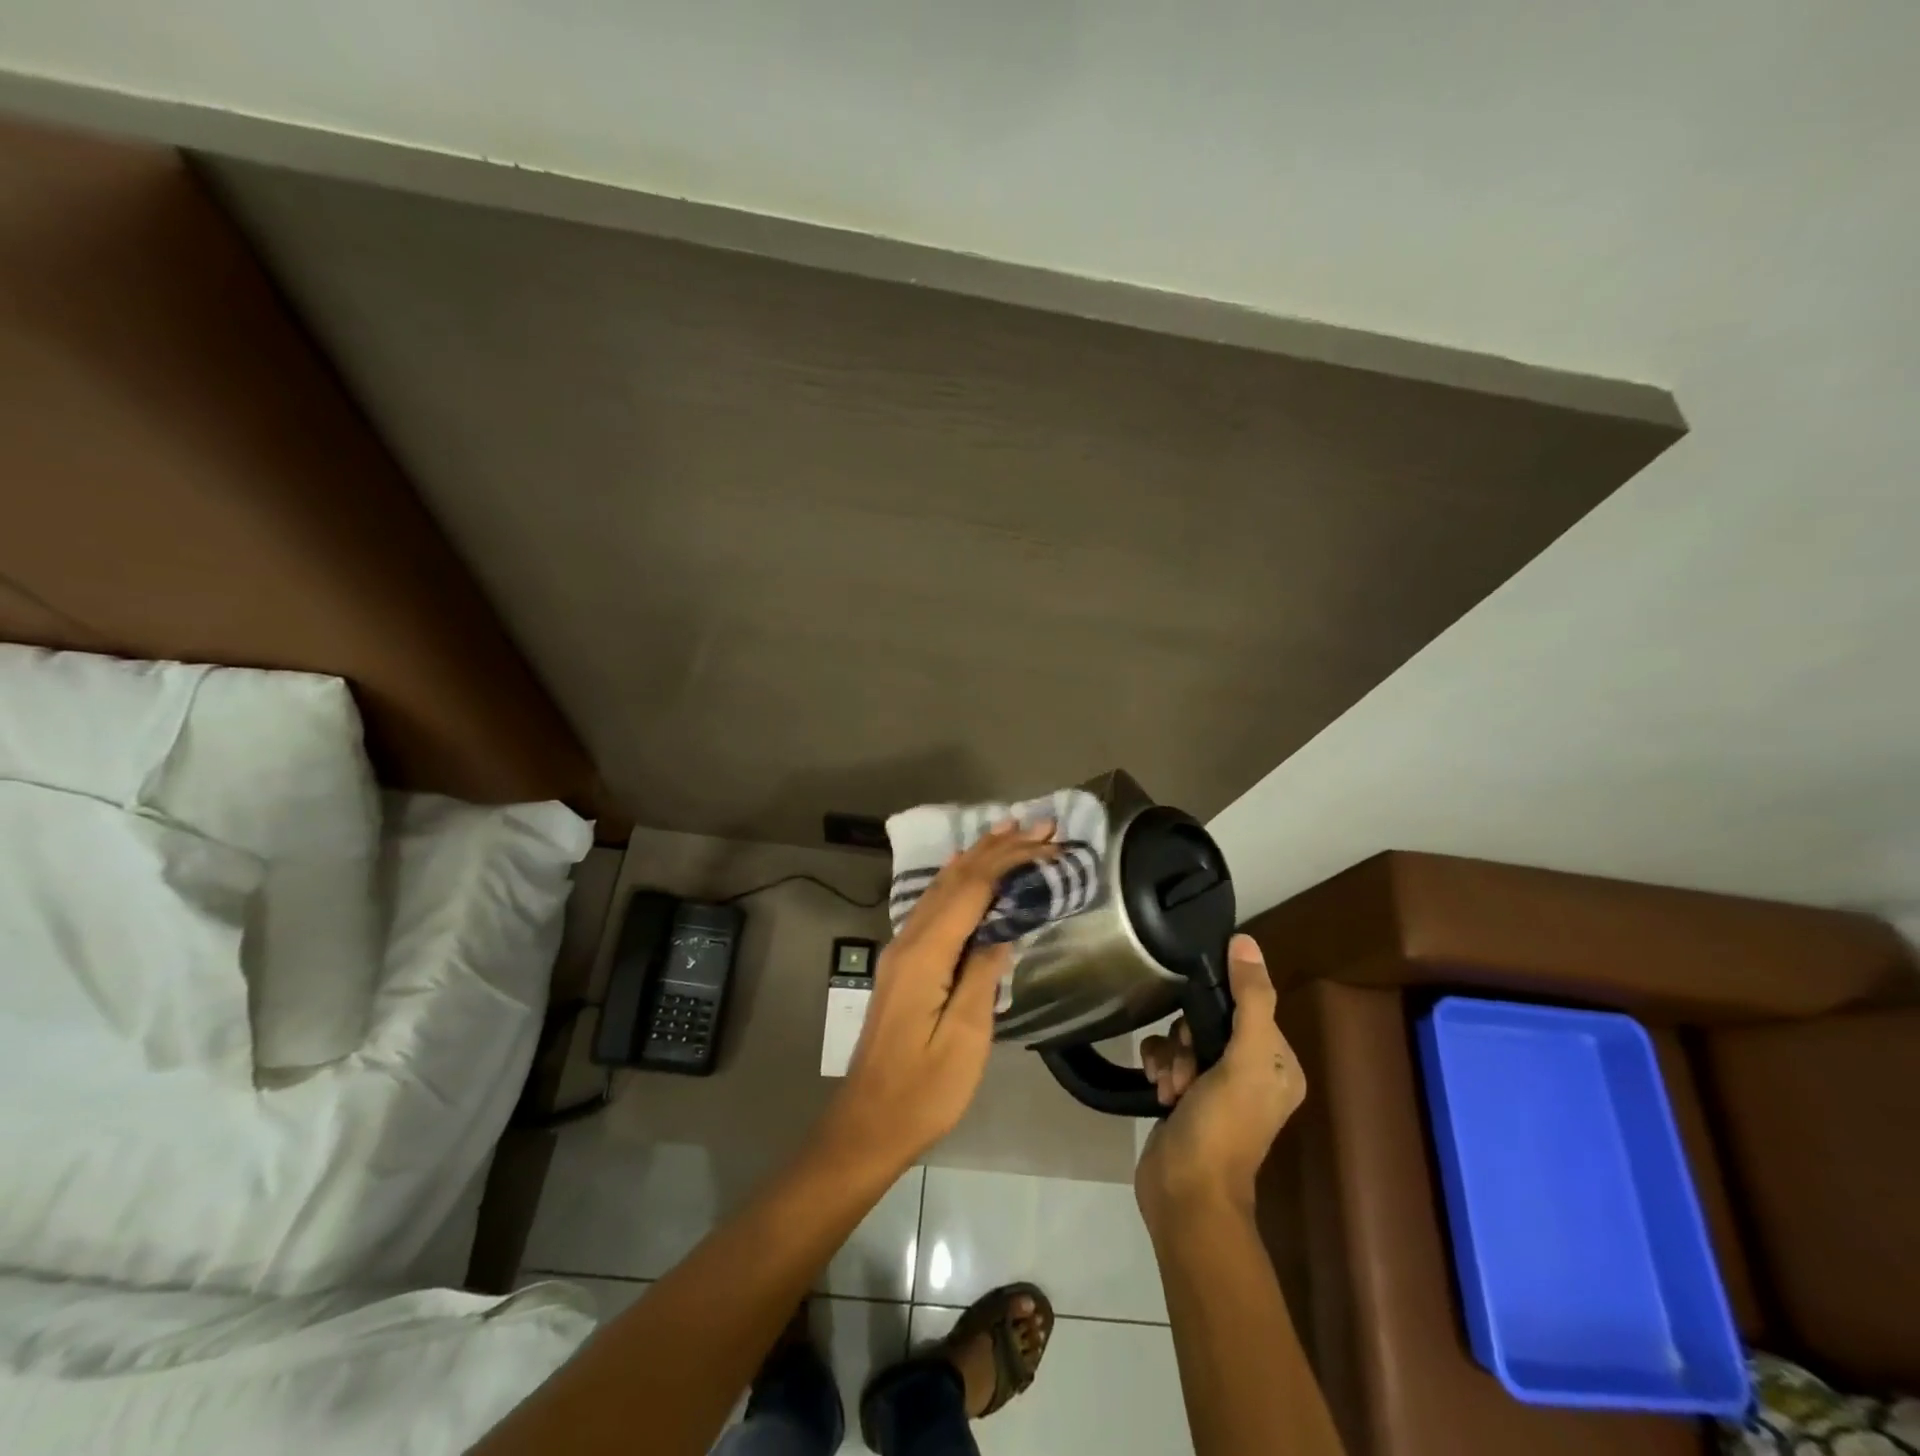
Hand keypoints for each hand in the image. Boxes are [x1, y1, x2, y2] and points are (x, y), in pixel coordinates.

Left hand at [819, 820, 1058, 1173]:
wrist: (868, 1122)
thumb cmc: (923, 1090)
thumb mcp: (965, 1038)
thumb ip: (983, 976)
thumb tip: (1004, 930)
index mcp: (925, 954)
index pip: (972, 889)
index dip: (1009, 860)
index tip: (1046, 842)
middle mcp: (908, 940)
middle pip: (956, 879)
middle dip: (997, 847)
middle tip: (1038, 824)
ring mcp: (902, 950)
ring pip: (942, 887)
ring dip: (977, 856)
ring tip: (1008, 831)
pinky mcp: (904, 963)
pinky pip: (934, 905)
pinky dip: (958, 880)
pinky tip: (966, 870)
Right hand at [1135, 934, 1303, 1230]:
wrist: (1186, 1194)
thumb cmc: (1223, 1127)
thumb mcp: (1245, 1060)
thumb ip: (1250, 999)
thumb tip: (1245, 941)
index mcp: (1278, 1064)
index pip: (1245, 1006)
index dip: (1216, 1009)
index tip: (1198, 1029)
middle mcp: (1251, 1072)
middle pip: (1209, 1020)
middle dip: (1187, 1038)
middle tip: (1184, 1065)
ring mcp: (1216, 1086)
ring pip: (1183, 1037)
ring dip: (1170, 1055)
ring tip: (1169, 1086)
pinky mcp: (1184, 1097)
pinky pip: (1167, 1057)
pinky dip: (1158, 1066)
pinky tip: (1156, 1088)